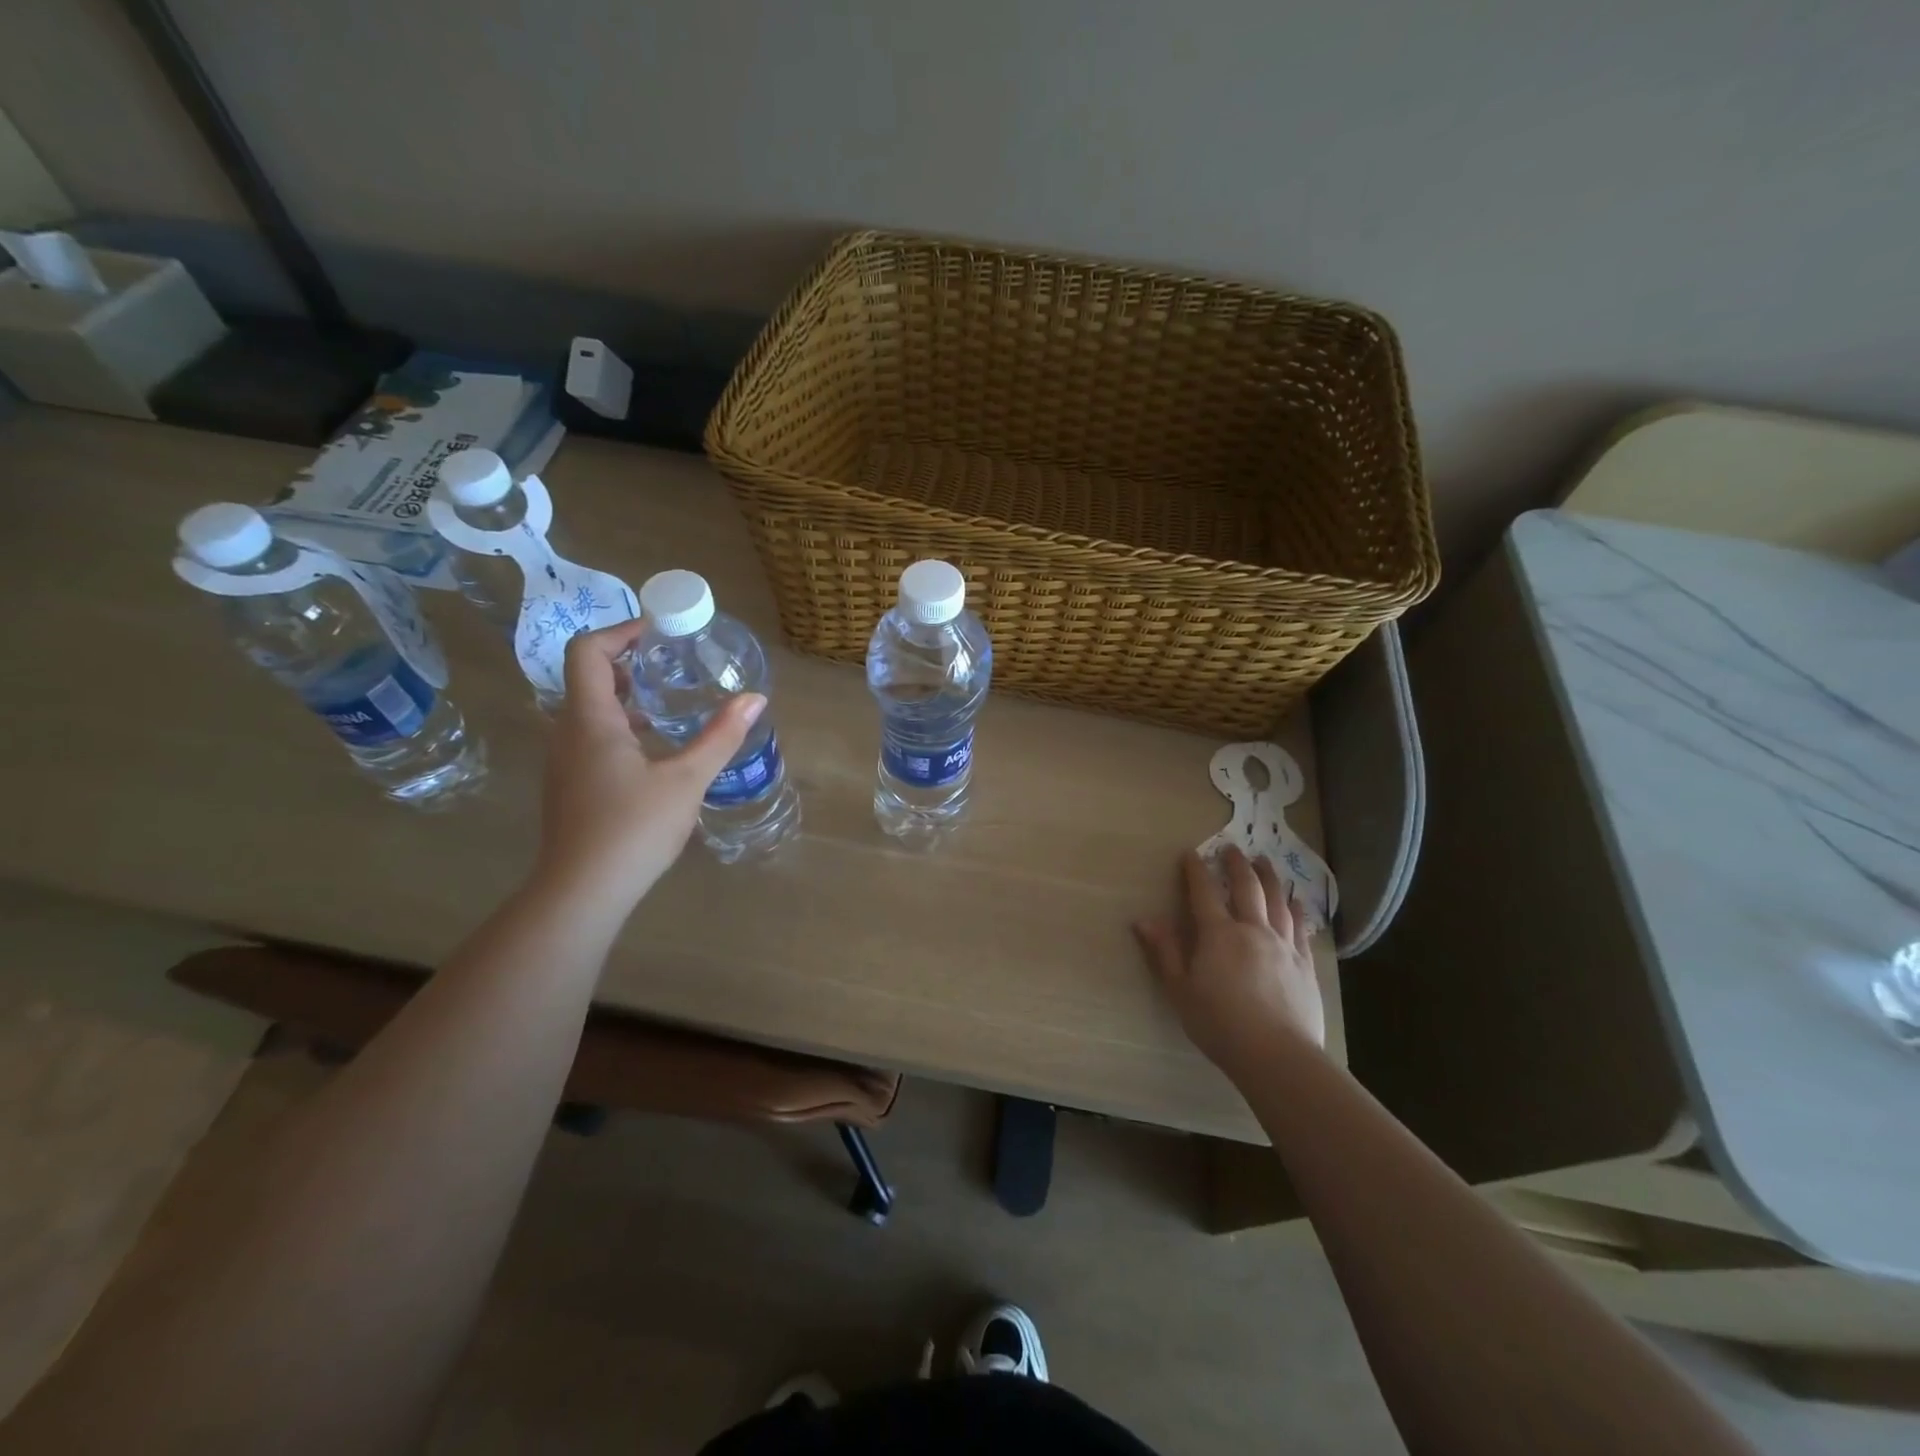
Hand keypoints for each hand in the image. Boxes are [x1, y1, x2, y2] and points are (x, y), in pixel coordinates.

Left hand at [534, 619, 763, 910]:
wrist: (583, 891)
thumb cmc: (634, 827)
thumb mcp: (687, 779)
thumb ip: (721, 736)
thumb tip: (755, 698)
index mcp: (590, 719)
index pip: (587, 651)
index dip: (620, 631)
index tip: (659, 631)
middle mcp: (567, 732)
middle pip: (588, 677)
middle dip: (629, 661)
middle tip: (672, 662)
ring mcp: (564, 761)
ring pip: (589, 709)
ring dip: (626, 696)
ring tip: (670, 701)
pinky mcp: (570, 785)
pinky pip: (590, 736)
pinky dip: (620, 725)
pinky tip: (656, 748)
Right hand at [1135, 846, 1325, 1075]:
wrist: (1278, 1056)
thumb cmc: (1220, 1024)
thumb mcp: (1180, 990)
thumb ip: (1165, 952)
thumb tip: (1144, 920)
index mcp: (1219, 934)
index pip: (1204, 893)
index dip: (1196, 871)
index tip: (1190, 853)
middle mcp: (1253, 930)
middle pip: (1247, 887)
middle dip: (1237, 864)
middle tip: (1232, 848)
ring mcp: (1284, 945)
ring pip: (1278, 901)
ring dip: (1269, 878)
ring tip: (1264, 863)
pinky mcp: (1305, 964)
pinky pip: (1300, 928)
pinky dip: (1296, 909)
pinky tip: (1296, 901)